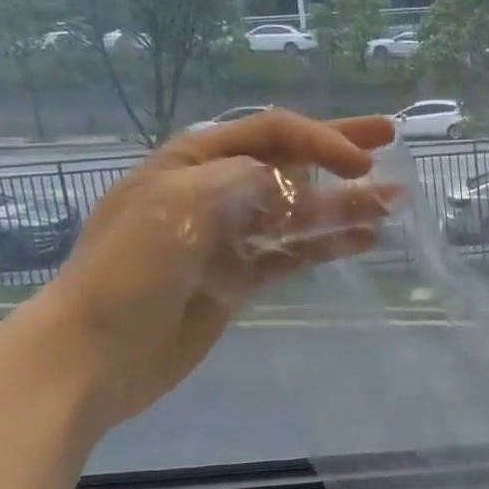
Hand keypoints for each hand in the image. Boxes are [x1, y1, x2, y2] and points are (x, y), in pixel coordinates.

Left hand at [37, 110, 399, 426]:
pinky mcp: (240, 278)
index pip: (271, 133)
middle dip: (340, 150)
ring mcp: (230, 236)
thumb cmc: (131, 266)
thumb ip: (247, 180)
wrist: (93, 354)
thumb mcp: (185, 202)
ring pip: (300, 211)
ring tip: (395, 201)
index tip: (362, 160)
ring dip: (346, 203)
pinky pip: (293, 253)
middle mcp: (216, 190)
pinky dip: (328, 244)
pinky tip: (365, 239)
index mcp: (193, 160)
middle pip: (290, 161)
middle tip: (390, 136)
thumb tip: (289, 184)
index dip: (321, 138)